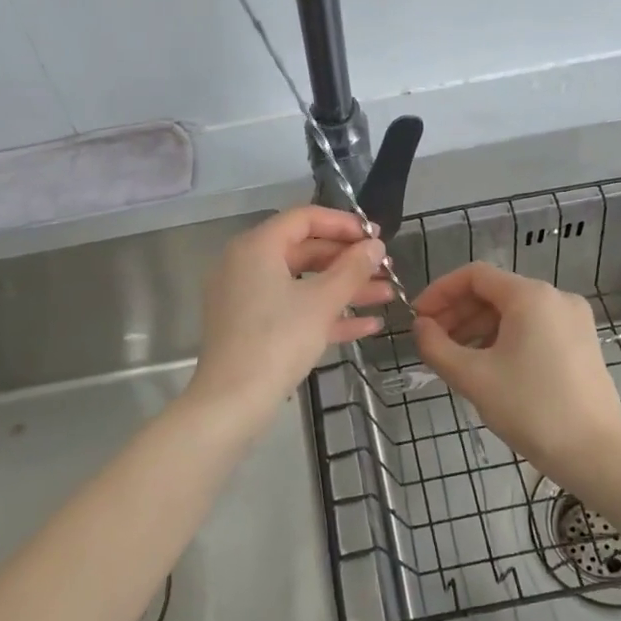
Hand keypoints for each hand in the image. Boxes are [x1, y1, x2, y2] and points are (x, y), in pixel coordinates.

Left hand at [186, 207, 390, 426]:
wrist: (233, 401)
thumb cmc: (277, 340)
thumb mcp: (321, 302)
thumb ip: (352, 269)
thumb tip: (375, 246)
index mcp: (257, 247)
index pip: (304, 218)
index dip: (343, 224)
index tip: (376, 236)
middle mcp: (247, 265)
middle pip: (305, 250)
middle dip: (349, 261)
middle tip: (385, 268)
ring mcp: (247, 297)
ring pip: (303, 283)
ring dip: (345, 289)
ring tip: (387, 295)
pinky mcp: (252, 327)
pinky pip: (293, 309)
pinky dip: (325, 313)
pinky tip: (367, 326)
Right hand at [413, 263, 620, 475]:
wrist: (594, 453)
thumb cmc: (530, 408)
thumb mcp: (473, 377)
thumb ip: (436, 346)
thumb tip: (421, 327)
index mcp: (531, 296)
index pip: (474, 275)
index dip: (440, 292)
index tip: (418, 319)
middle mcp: (556, 297)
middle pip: (495, 292)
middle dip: (458, 313)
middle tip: (431, 341)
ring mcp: (574, 320)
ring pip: (514, 311)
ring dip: (478, 327)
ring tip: (455, 358)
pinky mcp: (581, 343)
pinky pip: (533, 327)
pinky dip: (504, 338)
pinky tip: (488, 365)